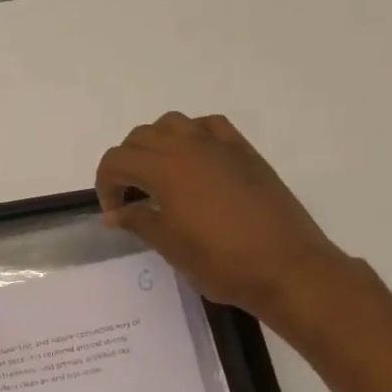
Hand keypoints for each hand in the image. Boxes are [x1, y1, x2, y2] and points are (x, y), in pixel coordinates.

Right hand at [95, 112, 349, 330]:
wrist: (286, 267)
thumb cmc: (221, 261)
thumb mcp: (170, 246)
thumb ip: (138, 221)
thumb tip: (114, 213)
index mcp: (164, 169)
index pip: (116, 160)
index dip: (106, 185)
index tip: (115, 213)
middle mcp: (189, 146)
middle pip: (140, 137)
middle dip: (126, 163)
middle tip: (132, 198)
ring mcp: (220, 145)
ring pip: (172, 124)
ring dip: (156, 144)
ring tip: (159, 176)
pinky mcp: (244, 151)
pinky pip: (208, 126)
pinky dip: (192, 136)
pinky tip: (194, 162)